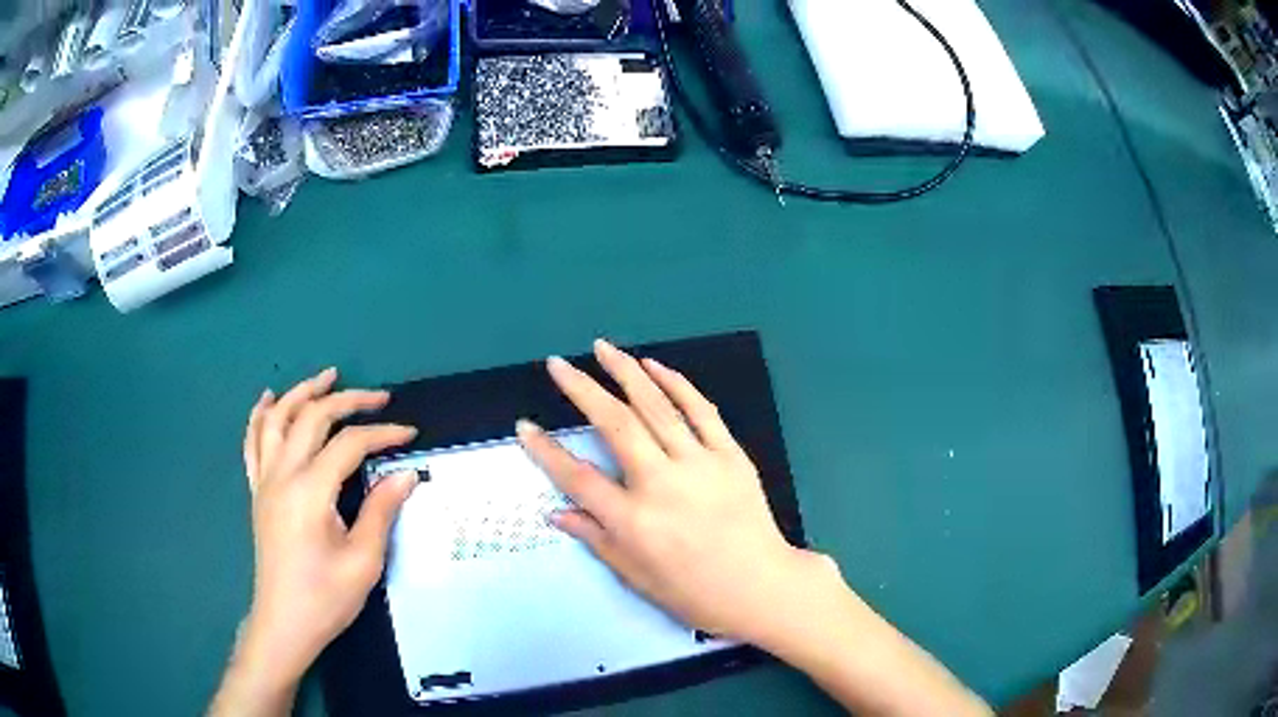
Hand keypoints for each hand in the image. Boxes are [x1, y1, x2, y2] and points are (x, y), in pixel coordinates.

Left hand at [236, 369, 417, 693]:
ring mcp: (265, 481)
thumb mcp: (363, 561)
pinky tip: (270, 400)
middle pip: (311, 418)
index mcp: (310, 492)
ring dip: (302, 393)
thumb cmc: (326, 597)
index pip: (348, 445)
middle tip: (378, 396)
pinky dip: (260, 415)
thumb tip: (405, 474)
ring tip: (326, 377)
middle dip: (347, 400)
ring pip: (277, 419)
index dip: (382, 434)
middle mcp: (282, 475)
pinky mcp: (257, 491)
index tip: (409, 436)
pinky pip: (252, 442)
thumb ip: (381, 511)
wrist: (284, 622)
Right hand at [516, 339, 836, 644]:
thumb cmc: (694, 592)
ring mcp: (699, 464)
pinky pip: (701, 410)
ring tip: (602, 348)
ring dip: (626, 372)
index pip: (578, 478)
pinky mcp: (730, 455)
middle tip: (557, 364)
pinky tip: (654, 366)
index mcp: (633, 521)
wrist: (760, 586)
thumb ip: (595, 538)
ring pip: (656, 406)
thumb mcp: (636, 576)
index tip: (525, 426)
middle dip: (581, 389)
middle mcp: (662, 484)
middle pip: (615, 425)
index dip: (546, 451)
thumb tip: (556, 513)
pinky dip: (676, 383)